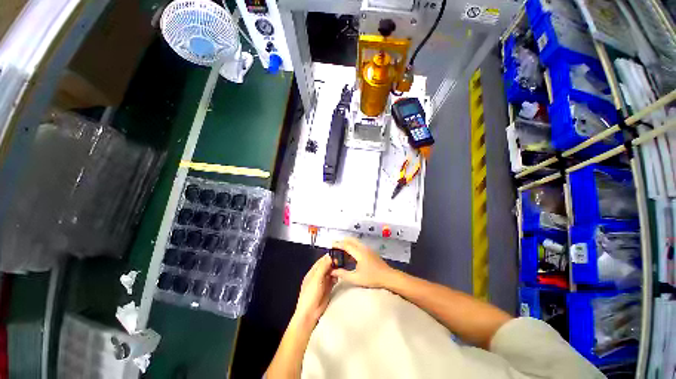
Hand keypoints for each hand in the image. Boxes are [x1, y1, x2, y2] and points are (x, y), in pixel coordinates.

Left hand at [294, 254, 335, 324]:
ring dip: (335, 270)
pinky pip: (333, 280)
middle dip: (333, 263)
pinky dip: (336, 278)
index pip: (321, 261)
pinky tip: (338, 277)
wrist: (310, 314)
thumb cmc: (310, 295)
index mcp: (312, 272)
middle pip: (327, 266)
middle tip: (340, 261)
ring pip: (330, 273)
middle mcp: (318, 276)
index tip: (336, 254)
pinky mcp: (328, 289)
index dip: (328, 257)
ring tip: (341, 268)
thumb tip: (329, 257)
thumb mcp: (316, 279)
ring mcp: (323, 283)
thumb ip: (323, 267)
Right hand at [331, 238, 393, 288]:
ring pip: (355, 242)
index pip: (346, 245)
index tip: (330, 245)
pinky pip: (359, 245)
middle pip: (350, 240)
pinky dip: (352, 247)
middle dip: (342, 242)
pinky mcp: (370, 251)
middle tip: (335, 248)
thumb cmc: (372, 278)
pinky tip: (350, 257)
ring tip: (341, 252)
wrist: (388, 277)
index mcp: (359, 252)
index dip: (337, 244)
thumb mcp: (356, 278)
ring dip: (347, 244)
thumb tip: (332, 271)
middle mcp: (363, 247)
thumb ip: (343, 274)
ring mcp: (367, 249)